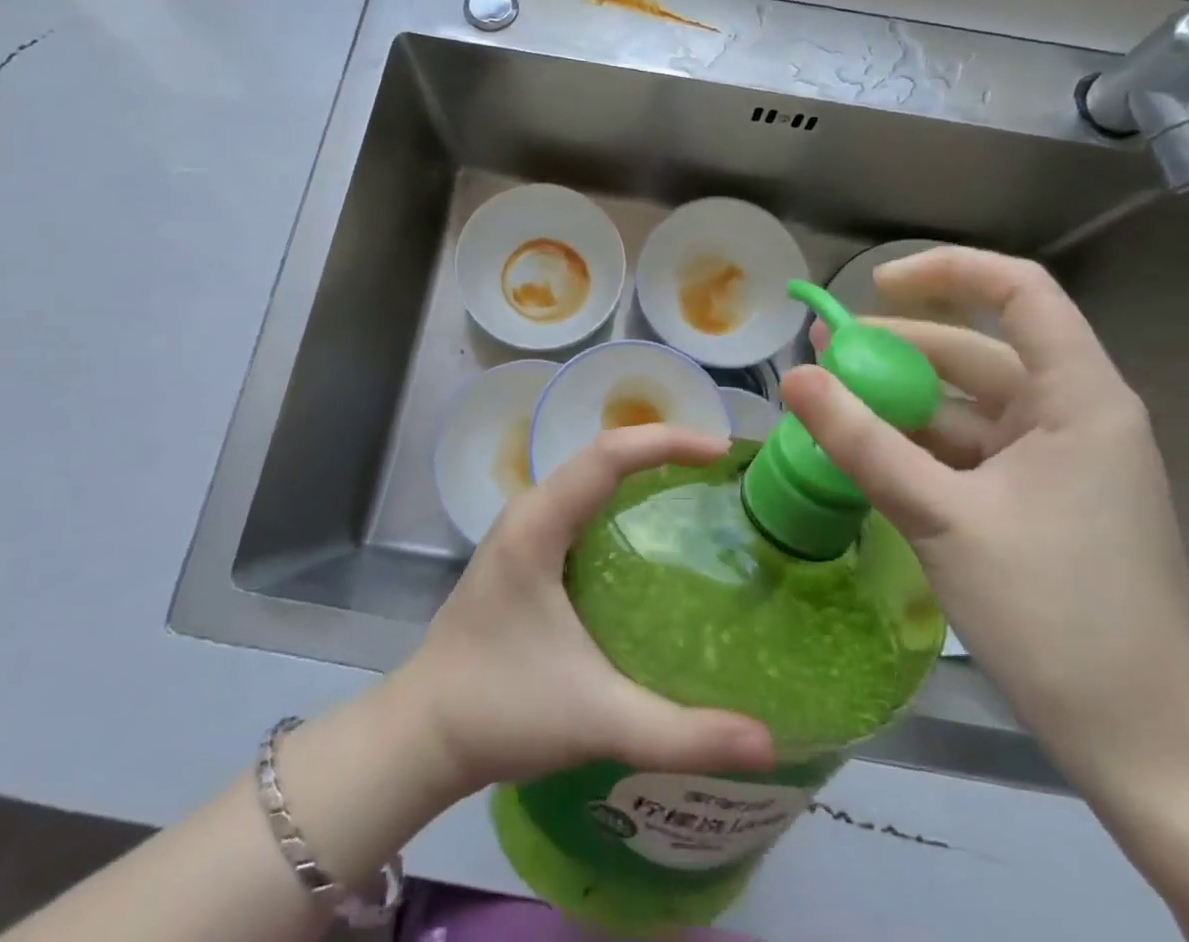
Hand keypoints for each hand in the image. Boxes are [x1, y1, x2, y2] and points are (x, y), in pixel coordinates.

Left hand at [384, 424, 774, 798]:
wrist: (421, 734)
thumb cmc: (501, 712)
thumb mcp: (597, 720)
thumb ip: (681, 734)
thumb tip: (767, 746)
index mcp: (539, 524)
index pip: (608, 455)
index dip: (666, 442)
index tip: (721, 451)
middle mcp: (529, 510)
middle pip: (601, 453)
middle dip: (662, 448)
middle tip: (721, 467)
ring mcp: (522, 527)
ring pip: (589, 473)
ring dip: (640, 467)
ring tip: (698, 483)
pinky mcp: (523, 548)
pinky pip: (580, 499)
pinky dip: (620, 494)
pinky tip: (650, 527)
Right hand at [781, 247, 1188, 793]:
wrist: (1147, 749)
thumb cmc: (1057, 618)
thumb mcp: (944, 520)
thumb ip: (863, 443)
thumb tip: (794, 378)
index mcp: (1079, 398)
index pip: (1019, 291)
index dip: (946, 271)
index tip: (875, 288)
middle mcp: (1074, 415)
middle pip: (978, 351)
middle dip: (897, 347)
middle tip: (823, 354)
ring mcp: (1059, 461)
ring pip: (968, 405)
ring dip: (901, 402)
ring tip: (831, 403)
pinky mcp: (1042, 501)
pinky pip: (971, 451)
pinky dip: (920, 446)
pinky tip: (868, 455)